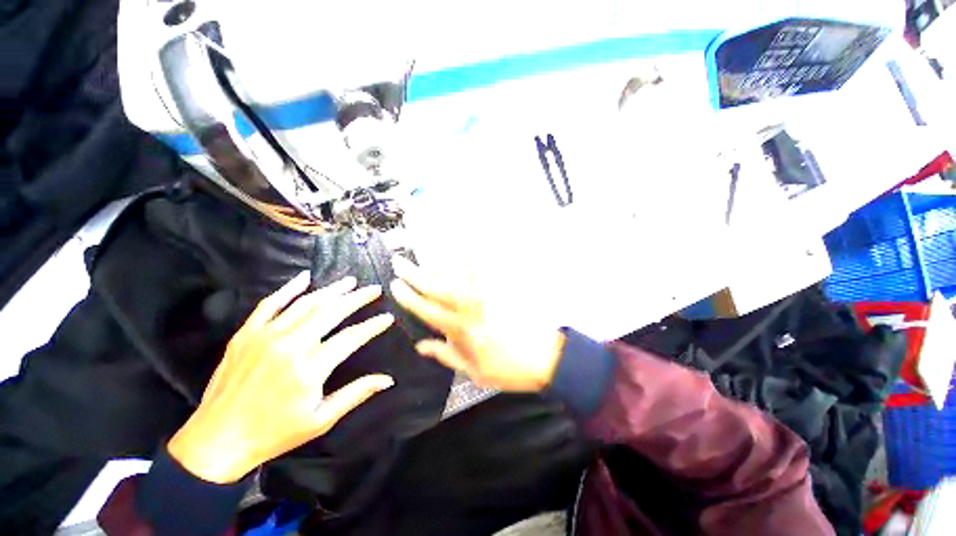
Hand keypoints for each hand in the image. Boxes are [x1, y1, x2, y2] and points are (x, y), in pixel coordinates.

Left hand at [168, 271, 394, 483]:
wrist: (216, 441)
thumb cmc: (274, 434)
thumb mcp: (321, 420)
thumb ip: (356, 394)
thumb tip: (388, 379)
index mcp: (310, 367)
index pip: (352, 337)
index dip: (373, 325)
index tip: (388, 317)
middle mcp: (290, 344)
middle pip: (332, 311)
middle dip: (357, 298)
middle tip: (374, 289)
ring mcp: (265, 335)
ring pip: (306, 303)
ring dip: (331, 290)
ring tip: (350, 281)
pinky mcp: (246, 334)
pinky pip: (270, 304)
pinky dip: (288, 288)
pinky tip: (304, 277)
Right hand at [390, 255, 564, 391]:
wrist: (545, 358)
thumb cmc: (508, 369)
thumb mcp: (474, 371)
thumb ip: (446, 355)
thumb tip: (421, 345)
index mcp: (461, 330)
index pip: (427, 310)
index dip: (409, 297)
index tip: (395, 285)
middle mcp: (470, 309)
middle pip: (436, 287)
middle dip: (414, 274)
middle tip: (399, 261)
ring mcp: (488, 296)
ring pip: (458, 274)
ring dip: (440, 261)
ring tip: (425, 248)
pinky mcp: (503, 290)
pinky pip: (485, 270)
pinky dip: (473, 258)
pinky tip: (465, 247)